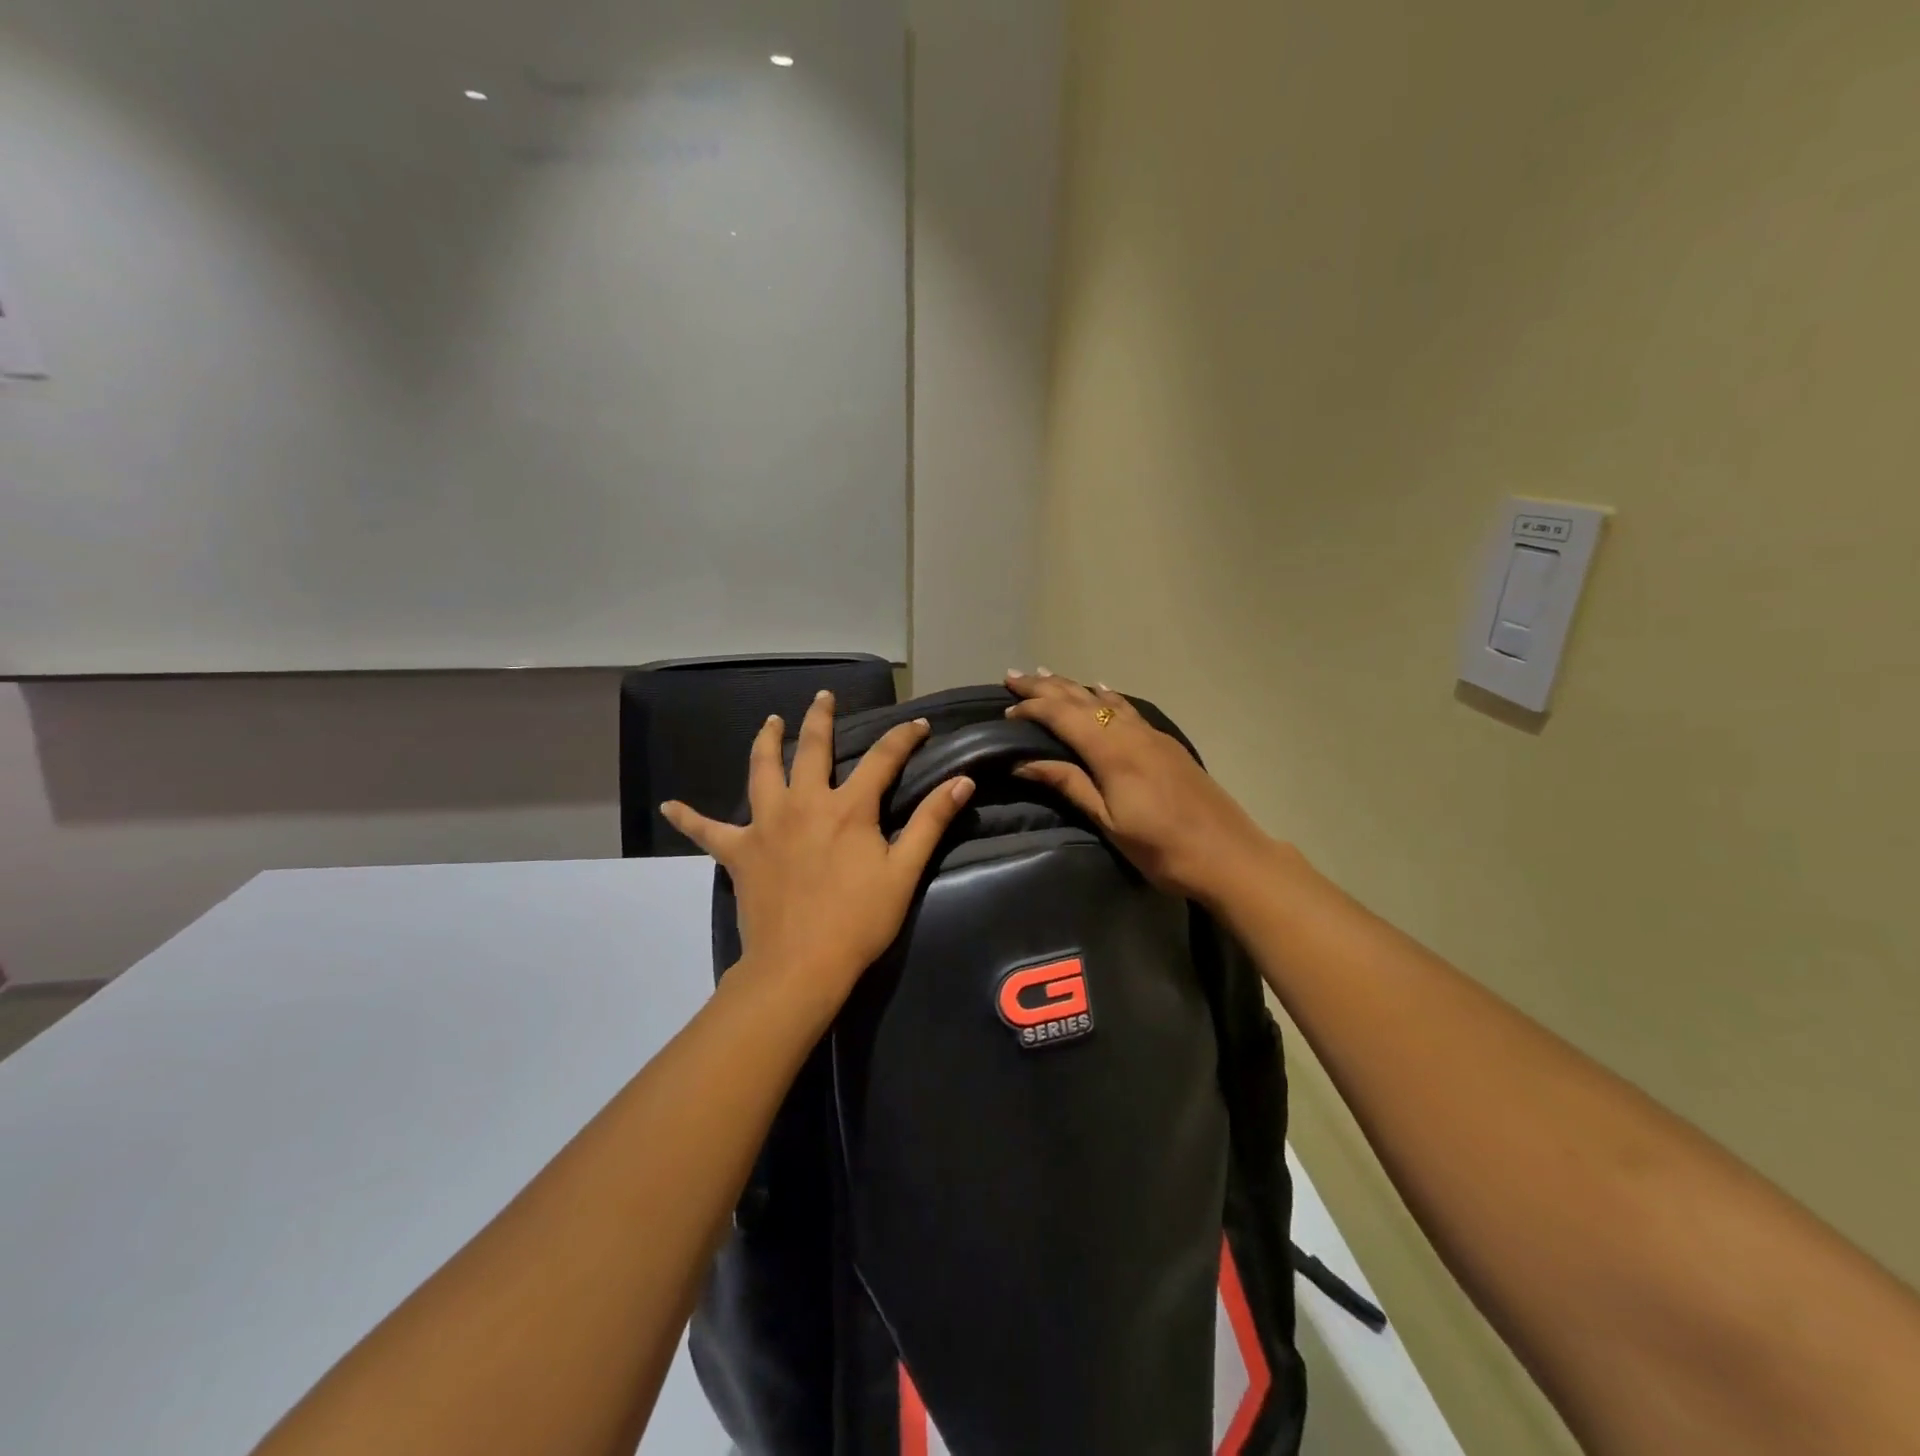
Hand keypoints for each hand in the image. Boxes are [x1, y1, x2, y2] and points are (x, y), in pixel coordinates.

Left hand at [662, 691, 974, 995]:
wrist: (800, 965)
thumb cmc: (858, 920)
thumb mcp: (903, 871)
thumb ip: (930, 822)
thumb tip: (961, 782)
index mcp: (847, 808)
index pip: (882, 759)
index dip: (903, 738)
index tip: (919, 724)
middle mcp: (804, 803)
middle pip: (811, 749)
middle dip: (820, 719)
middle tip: (822, 697)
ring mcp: (765, 825)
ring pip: (761, 771)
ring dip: (766, 742)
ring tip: (770, 722)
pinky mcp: (738, 852)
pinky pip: (708, 831)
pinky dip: (690, 817)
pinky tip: (670, 805)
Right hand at [1004, 669, 1277, 904]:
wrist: (1229, 855)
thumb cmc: (1161, 848)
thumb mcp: (1108, 821)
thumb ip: (1068, 784)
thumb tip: (1022, 762)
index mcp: (1111, 751)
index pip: (1062, 716)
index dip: (1032, 708)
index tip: (1006, 710)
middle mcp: (1130, 732)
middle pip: (1081, 699)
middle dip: (1045, 687)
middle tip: (1014, 676)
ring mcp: (1152, 735)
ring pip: (1105, 699)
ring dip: (1072, 687)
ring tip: (1047, 676)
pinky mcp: (1166, 743)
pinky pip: (1127, 707)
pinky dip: (1105, 696)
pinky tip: (1101, 690)